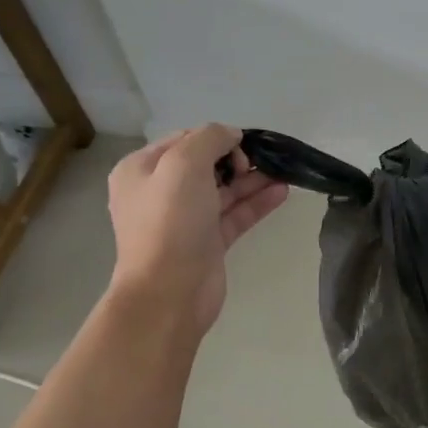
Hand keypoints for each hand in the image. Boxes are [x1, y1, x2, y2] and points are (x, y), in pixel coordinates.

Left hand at [107, 125, 287, 330]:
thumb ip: (209, 139)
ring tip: (284, 171)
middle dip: (237, 158)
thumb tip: (231, 135)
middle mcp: (160, 192)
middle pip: (206, 165)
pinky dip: (256, 203)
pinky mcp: (208, 243)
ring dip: (252, 180)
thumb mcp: (184, 165)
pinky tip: (282, 192)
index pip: (183, 140)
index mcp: (142, 170)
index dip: (215, 137)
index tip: (243, 144)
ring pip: (224, 190)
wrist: (168, 292)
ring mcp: (185, 220)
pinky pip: (235, 214)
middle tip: (263, 161)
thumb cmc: (170, 222)